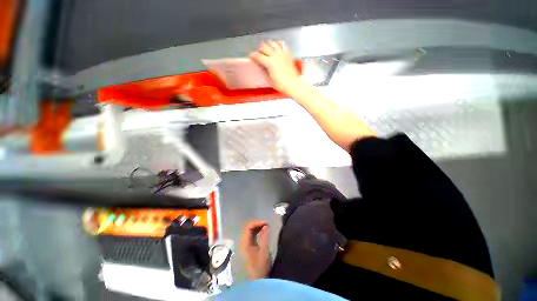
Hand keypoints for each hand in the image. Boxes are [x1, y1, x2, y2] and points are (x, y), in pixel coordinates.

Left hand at [240, 220, 271, 279]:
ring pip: (250, 231)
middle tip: (267, 224)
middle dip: (257, 224)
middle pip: (248, 228)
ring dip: (258, 227)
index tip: (266, 223)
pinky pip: (252, 235)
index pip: (248, 228)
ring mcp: (247, 245)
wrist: (259, 280)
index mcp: (246, 243)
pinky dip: (258, 231)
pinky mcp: (250, 247)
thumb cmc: (261, 267)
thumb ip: (265, 237)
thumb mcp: (265, 251)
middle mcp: (244, 242)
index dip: (257, 223)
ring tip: (266, 226)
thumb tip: (266, 225)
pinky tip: (263, 231)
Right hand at [250, 41, 301, 94]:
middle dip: (259, 50)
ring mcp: (282, 53)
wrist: (292, 84)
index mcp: (269, 62)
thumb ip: (263, 71)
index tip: (251, 56)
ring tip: (267, 49)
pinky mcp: (288, 54)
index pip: (258, 56)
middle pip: (264, 46)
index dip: (253, 55)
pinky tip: (277, 47)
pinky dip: (278, 44)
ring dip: (268, 45)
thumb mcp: (269, 80)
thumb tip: (260, 66)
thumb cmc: (281, 84)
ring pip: (272, 43)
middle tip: (259, 54)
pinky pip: (282, 44)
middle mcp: (275, 55)